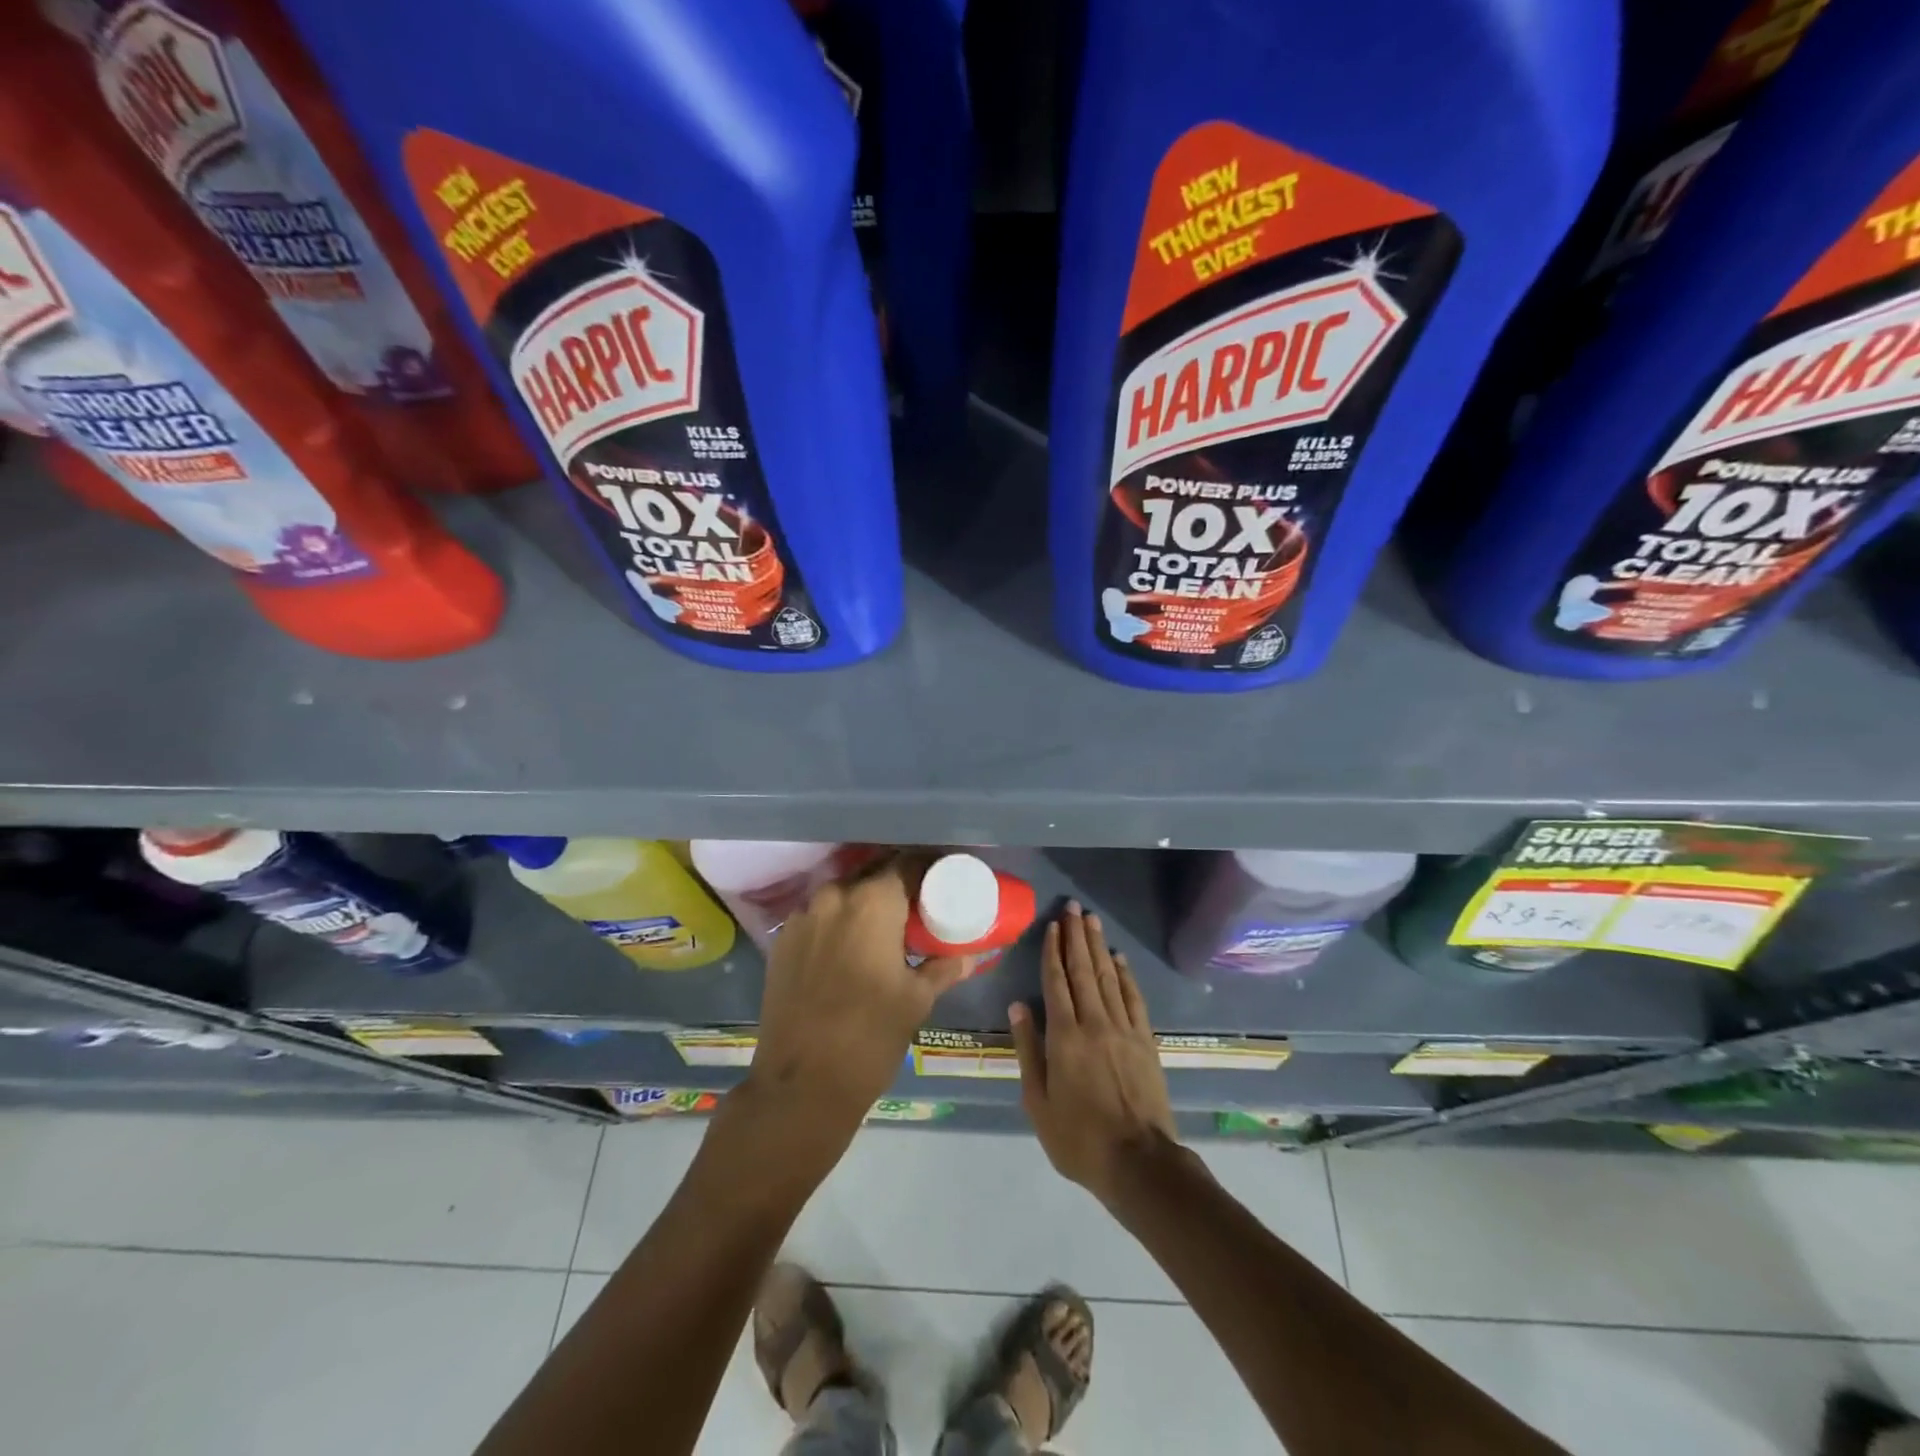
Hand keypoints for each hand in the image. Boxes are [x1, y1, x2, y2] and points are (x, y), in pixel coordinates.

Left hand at [748, 855, 969, 1134]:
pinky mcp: (782, 941)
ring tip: (885, 927)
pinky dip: (838, 921)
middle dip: (896, 884)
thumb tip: (970, 955)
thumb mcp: (916, 1000)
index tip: (943, 882)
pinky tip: (850, 947)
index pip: (906, 864)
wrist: (800, 1085)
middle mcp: (834, 897)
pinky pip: (818, 916)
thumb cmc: (869, 1037)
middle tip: (918, 906)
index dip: (928, 869)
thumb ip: (943, 968)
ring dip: (865, 902)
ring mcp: (802, 917)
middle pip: (872, 874)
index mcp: (872, 902)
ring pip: (842, 894)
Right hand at [1010, 902, 1178, 1204]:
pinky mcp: (1146, 1041)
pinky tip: (1120, 960)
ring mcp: (1124, 1029)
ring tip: (1093, 921)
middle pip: (1083, 970)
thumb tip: (1018, 1006)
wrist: (1139, 1162)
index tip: (1053, 925)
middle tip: (1074, 908)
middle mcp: (1094, 1023)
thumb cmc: (1078, 1138)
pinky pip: (1134, 999)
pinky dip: (1126, 976)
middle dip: (1077, 937)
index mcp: (1064, 1036)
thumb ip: (1028, 1049)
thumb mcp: (1038, 1101)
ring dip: (1099, 947)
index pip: (1056, 982)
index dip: (1053, 950)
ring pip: (1108, 978)